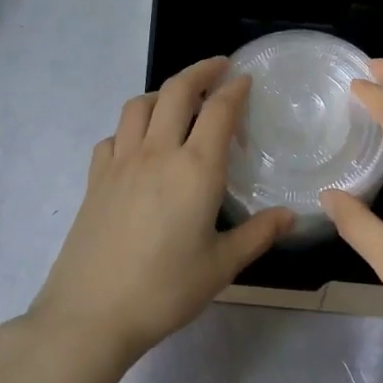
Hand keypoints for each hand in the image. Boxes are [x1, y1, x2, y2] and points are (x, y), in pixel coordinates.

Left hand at [30, 57, 293, 357]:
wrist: (91, 313)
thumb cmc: (165, 290)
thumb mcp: (221, 266)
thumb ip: (258, 235)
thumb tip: (291, 216)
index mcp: (195, 170)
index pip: (219, 111)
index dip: (234, 88)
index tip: (245, 78)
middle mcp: (157, 153)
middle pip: (176, 91)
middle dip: (200, 71)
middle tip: (219, 68)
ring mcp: (120, 162)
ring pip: (139, 106)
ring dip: (163, 93)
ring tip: (179, 101)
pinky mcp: (95, 178)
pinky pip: (114, 136)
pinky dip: (131, 127)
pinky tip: (139, 145)